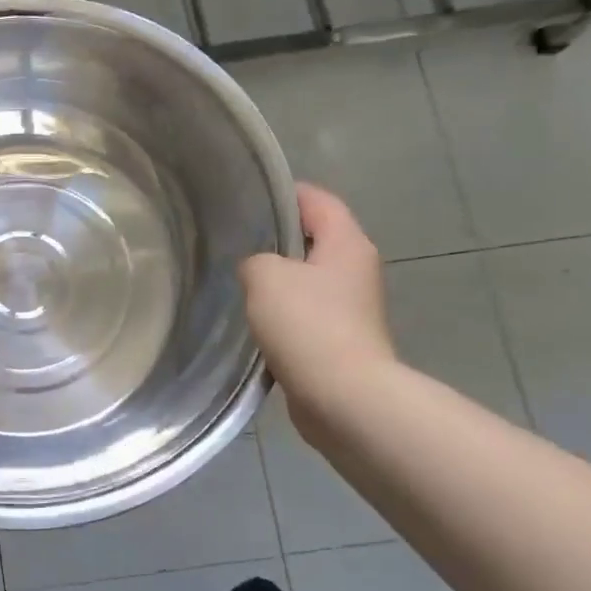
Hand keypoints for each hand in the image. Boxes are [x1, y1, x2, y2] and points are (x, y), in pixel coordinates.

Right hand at [239, 184, 396, 437]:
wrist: (343, 397)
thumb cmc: (308, 324)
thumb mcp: (265, 276)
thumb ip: (254, 260)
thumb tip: (258, 270)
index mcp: (347, 243)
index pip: (317, 200)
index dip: (283, 193)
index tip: (246, 198)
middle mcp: (356, 269)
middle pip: (314, 239)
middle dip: (276, 239)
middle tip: (234, 241)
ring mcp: (352, 307)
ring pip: (308, 279)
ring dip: (278, 280)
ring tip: (238, 281)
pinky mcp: (342, 340)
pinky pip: (307, 313)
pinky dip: (283, 313)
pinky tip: (254, 321)